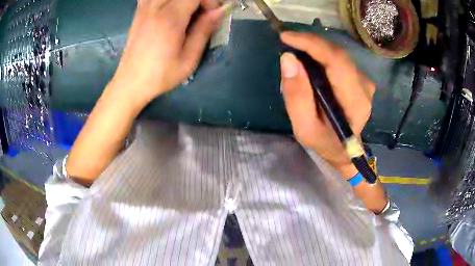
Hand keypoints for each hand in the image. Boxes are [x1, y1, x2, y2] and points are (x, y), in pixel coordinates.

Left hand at [109, 0, 224, 105]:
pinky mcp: (138, 12)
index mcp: (171, 18)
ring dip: (182, 1)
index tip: (211, 16)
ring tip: (185, 13)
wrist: (131, 82)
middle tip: (200, 14)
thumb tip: (219, 11)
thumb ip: (204, 30)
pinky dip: (165, 1)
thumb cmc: (161, 74)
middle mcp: (156, 7)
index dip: (209, 1)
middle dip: (198, 0)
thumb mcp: (189, 58)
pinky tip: (168, 9)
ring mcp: (144, 8)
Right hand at [280, 32, 375, 178]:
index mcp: (355, 101)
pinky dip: (321, 55)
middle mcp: (365, 86)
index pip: (336, 61)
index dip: (312, 44)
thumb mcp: (304, 127)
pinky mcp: (360, 78)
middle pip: (337, 53)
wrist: (344, 150)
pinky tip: (309, 61)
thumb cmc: (324, 142)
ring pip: (337, 53)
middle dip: (310, 43)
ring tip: (295, 54)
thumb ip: (296, 96)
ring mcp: (364, 81)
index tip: (286, 37)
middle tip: (286, 42)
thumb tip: (288, 59)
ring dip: (314, 49)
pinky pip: (338, 59)